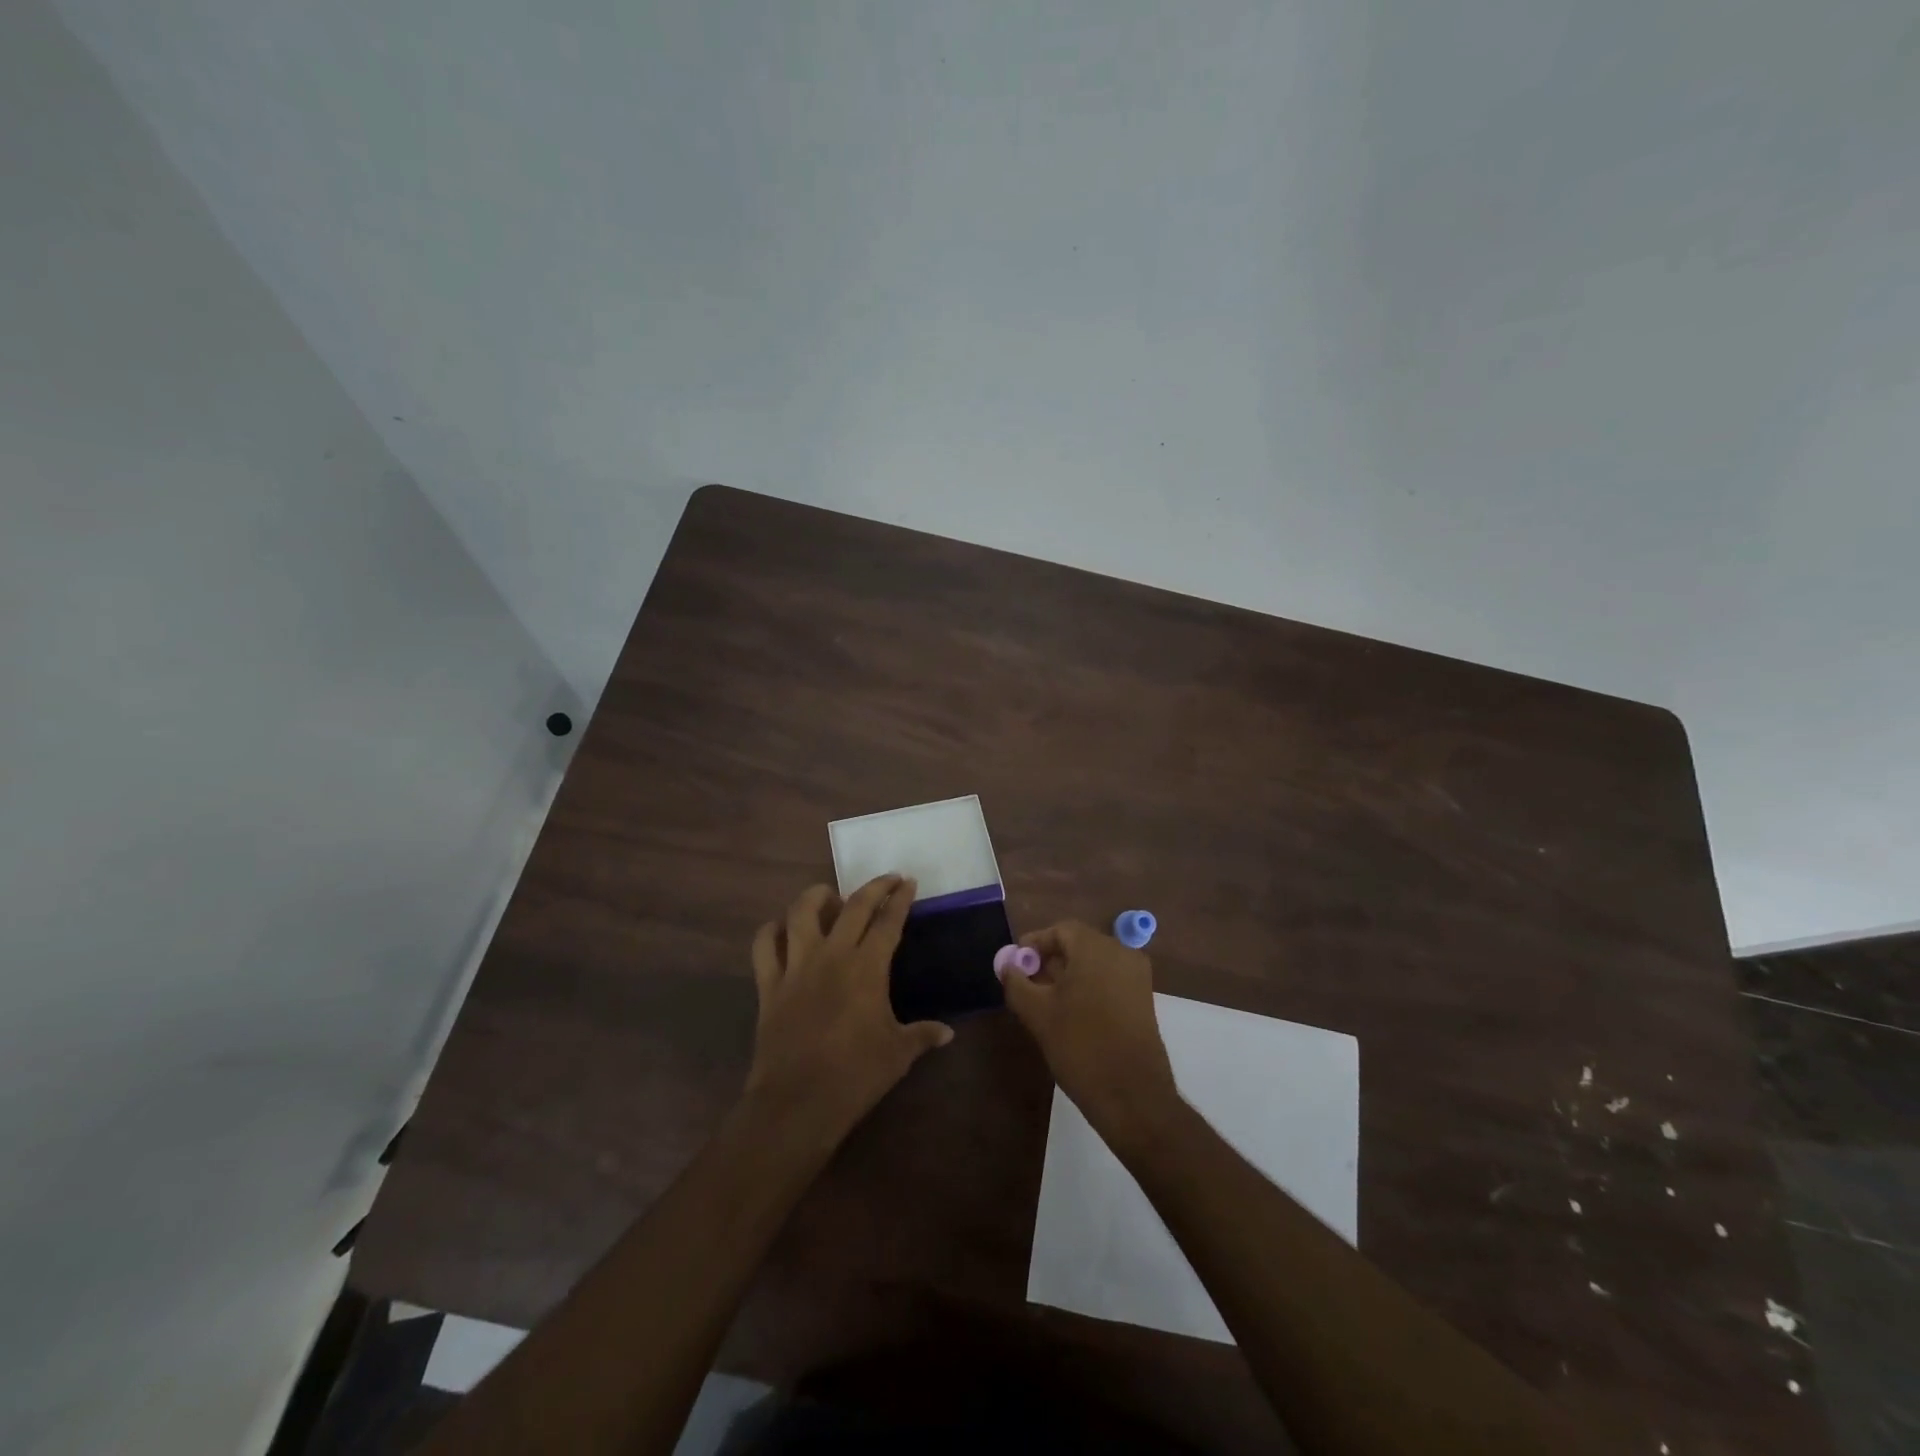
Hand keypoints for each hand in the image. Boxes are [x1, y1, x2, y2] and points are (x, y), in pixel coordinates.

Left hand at [743, 876, 953, 1146]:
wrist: (798, 1102)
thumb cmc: (855, 1075)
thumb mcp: (898, 1054)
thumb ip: (922, 1035)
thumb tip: (948, 1032)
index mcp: (867, 968)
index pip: (888, 922)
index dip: (900, 899)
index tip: (908, 882)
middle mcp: (832, 956)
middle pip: (853, 906)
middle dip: (873, 887)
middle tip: (887, 879)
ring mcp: (796, 967)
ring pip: (801, 913)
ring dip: (816, 896)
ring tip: (829, 895)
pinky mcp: (769, 985)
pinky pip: (764, 946)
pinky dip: (771, 931)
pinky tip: (781, 929)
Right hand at [998, 920, 1180, 1143]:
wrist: (1132, 1095)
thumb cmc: (1080, 1046)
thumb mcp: (1037, 1013)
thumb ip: (1016, 983)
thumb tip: (1007, 965)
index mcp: (1096, 948)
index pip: (1060, 930)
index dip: (1034, 944)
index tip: (1016, 964)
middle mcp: (1122, 953)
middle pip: (1079, 944)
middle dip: (1050, 960)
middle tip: (1027, 984)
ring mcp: (1137, 976)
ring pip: (1094, 963)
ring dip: (1068, 974)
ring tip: (1046, 1001)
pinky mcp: (1144, 999)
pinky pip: (1110, 979)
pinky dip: (1088, 986)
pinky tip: (1072, 1013)